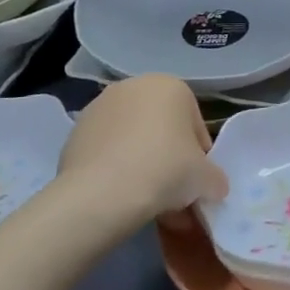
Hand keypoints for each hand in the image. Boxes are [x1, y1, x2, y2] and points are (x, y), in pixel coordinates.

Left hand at [59, 75, 227, 233]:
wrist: (102, 193)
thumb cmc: (166, 170)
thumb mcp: (207, 179)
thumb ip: (215, 178)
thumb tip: (213, 186)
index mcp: (171, 86)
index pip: (195, 125)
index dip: (200, 157)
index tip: (196, 182)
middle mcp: (134, 87)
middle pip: (162, 129)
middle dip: (169, 159)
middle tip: (173, 193)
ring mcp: (99, 107)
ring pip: (132, 140)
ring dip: (143, 165)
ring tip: (147, 202)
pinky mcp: (74, 132)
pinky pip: (106, 152)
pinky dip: (115, 170)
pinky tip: (120, 198)